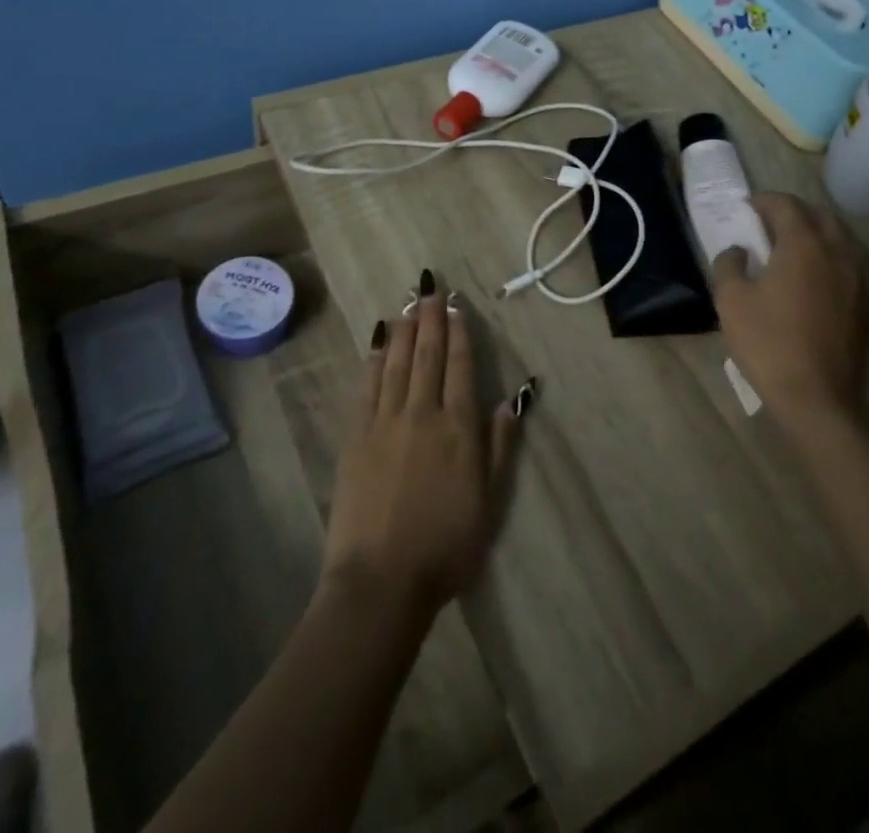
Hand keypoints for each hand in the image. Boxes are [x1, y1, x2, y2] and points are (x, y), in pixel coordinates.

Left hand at [321, 276, 520, 616]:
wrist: (382, 580)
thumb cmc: (446, 548)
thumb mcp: (489, 503)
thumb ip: (500, 447)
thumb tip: (511, 400)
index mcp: (459, 428)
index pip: (460, 367)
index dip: (458, 333)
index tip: (456, 307)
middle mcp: (423, 413)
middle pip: (428, 355)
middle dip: (431, 318)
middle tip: (430, 288)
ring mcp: (386, 421)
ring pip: (396, 363)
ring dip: (403, 330)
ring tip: (407, 304)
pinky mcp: (357, 435)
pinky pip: (368, 386)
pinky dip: (374, 359)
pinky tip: (377, 341)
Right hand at [710, 193, 868, 429]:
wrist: (819, 398)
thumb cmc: (769, 343)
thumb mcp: (731, 300)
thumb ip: (729, 264)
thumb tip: (738, 251)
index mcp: (804, 245)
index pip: (786, 205)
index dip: (764, 200)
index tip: (746, 207)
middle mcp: (838, 252)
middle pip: (820, 215)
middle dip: (794, 211)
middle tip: (768, 223)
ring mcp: (859, 278)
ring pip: (842, 237)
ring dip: (817, 231)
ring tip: (793, 246)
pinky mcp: (867, 303)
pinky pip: (851, 262)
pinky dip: (831, 255)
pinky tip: (813, 275)